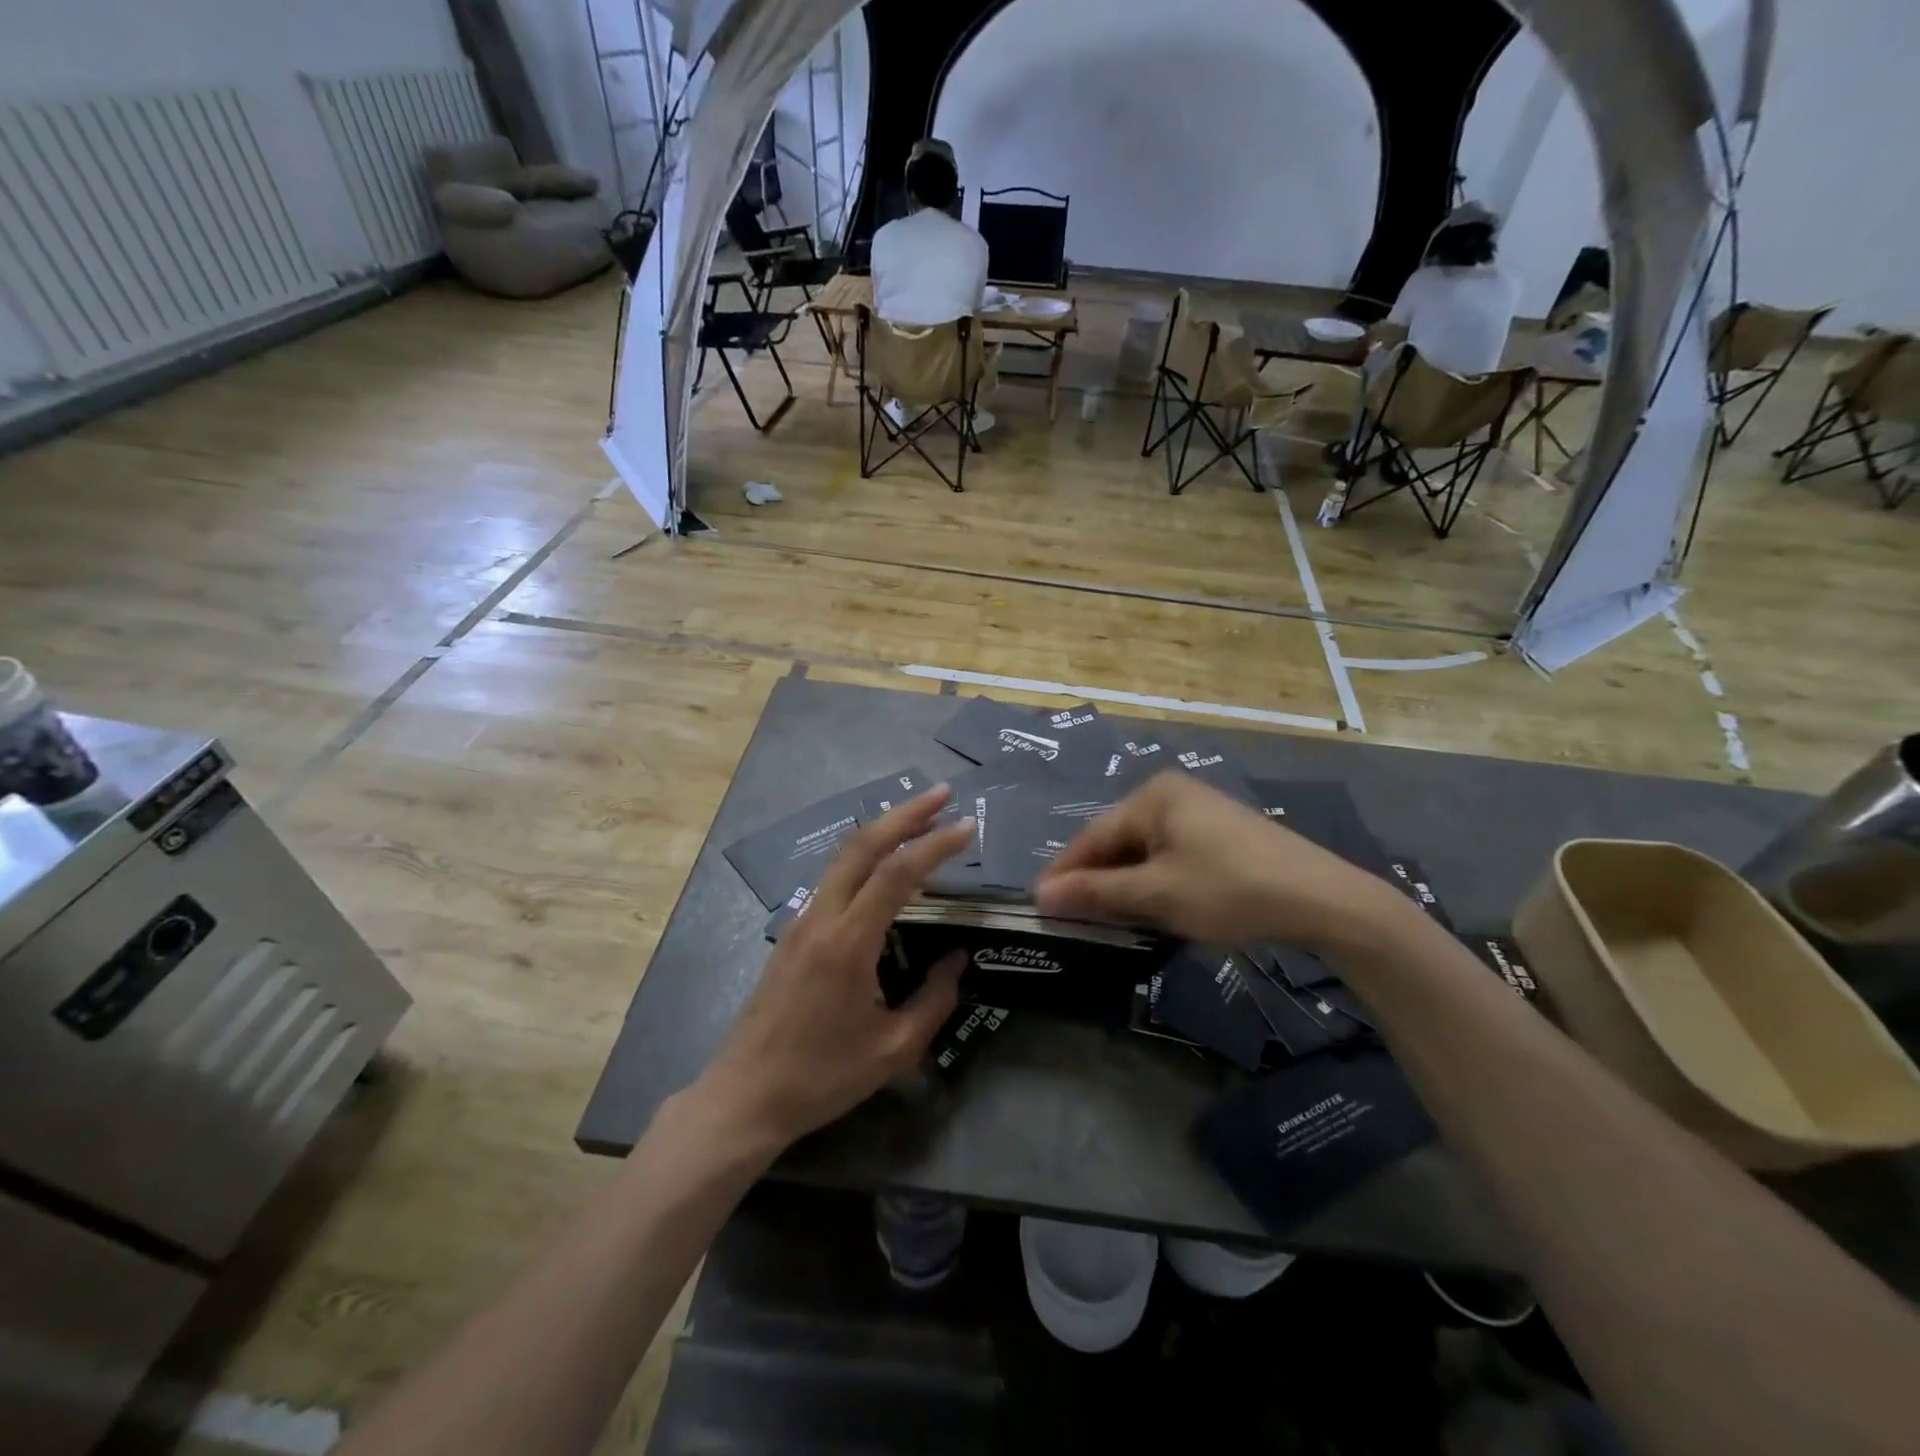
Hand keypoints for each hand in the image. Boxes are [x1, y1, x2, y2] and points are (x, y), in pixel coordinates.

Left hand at [697, 786, 973, 1152]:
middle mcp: (821, 918)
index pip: (896, 873)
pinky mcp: (792, 932)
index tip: (967, 828)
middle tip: (943, 795)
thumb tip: (958, 960)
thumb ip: (934, 1000)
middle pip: (862, 844)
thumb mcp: (893, 1050)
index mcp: (847, 943)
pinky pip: (833, 878)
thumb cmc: (821, 1077)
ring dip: (883, 830)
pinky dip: (864, 857)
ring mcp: (801, 921)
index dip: (934, 845)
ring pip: (843, 856)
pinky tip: (884, 865)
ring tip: (920, 819)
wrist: (744, 1096)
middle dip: (904, 813)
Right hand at [1034, 771, 1402, 953]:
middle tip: (1072, 917)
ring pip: (1143, 849)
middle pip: (1117, 839)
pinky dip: (1153, 880)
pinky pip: (1169, 853)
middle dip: (1096, 879)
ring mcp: (1199, 810)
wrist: (1322, 898)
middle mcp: (1172, 793)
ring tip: (1106, 918)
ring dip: (1124, 883)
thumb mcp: (1157, 894)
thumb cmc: (1229, 890)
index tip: (1038, 905)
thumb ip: (1096, 892)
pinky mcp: (1220, 832)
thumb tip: (1040, 894)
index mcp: (1152, 796)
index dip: (1065, 873)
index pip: (1092, 836)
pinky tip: (1152, 905)